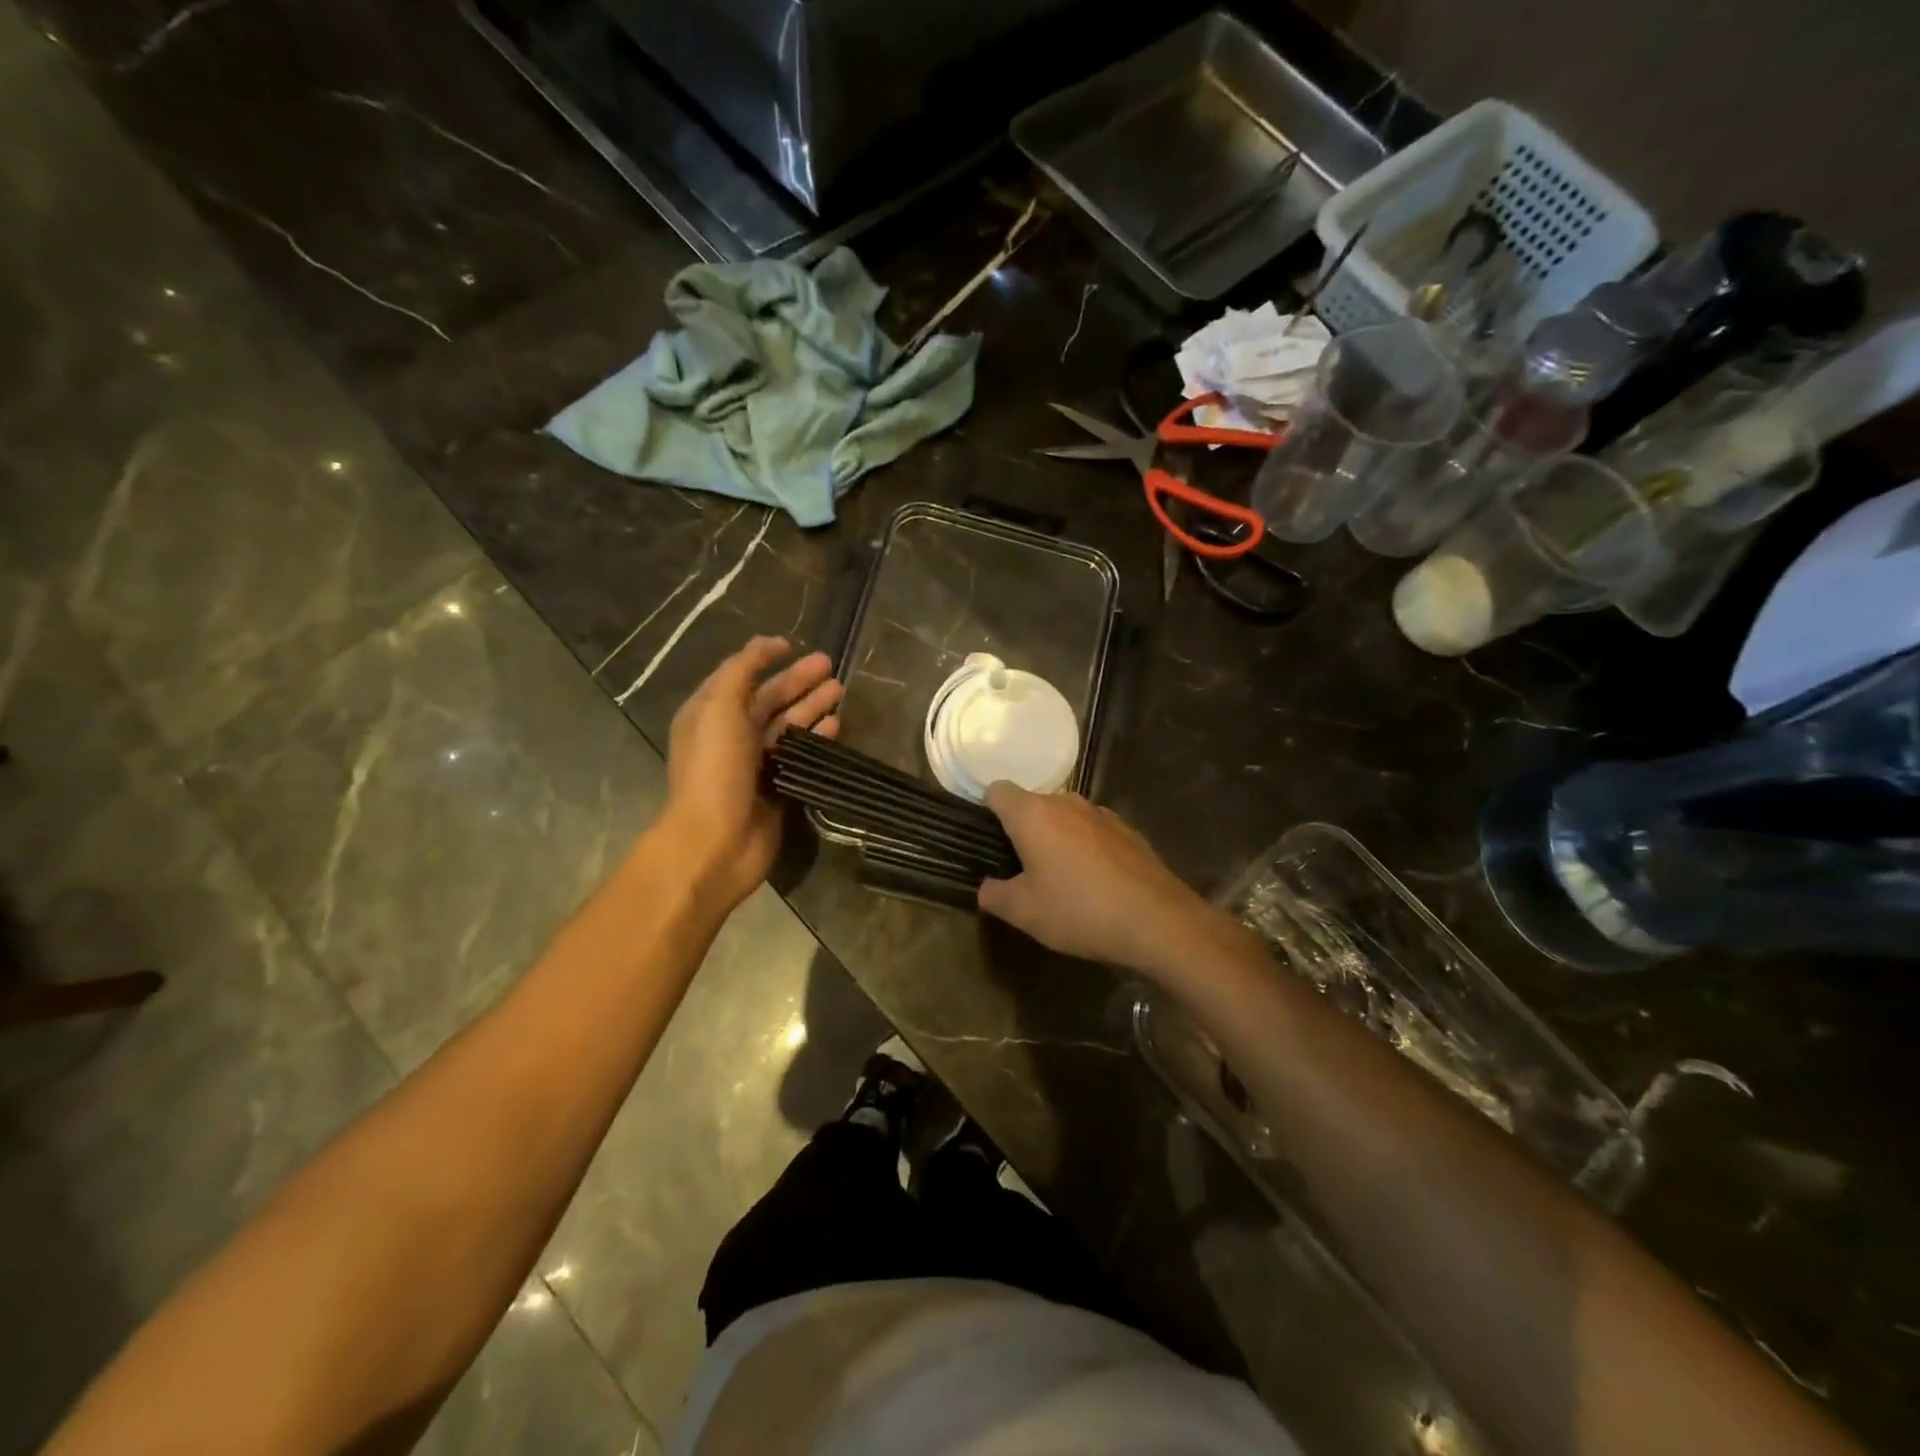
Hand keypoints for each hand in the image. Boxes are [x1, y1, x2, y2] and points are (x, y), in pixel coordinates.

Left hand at [660, 636, 841, 913]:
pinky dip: (816, 739)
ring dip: (812, 707)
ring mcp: (754, 765)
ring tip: (840, 691)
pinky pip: (799, 756)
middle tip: (830, 666)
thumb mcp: (720, 707)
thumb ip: (742, 670)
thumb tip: (766, 644)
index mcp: (709, 714)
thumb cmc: (714, 769)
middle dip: (797, 681)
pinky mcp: (776, 789)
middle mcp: (730, 736)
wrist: (716, 841)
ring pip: (787, 727)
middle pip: (768, 700)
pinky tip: (836, 726)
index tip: (793, 644)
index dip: (763, 658)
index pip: (739, 676)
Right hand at [977, 784, 1215, 973]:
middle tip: (1021, 871)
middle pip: (1032, 805)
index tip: (991, 844)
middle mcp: (1066, 802)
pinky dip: (1085, 847)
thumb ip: (994, 895)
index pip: (997, 791)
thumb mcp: (1024, 913)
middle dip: (1022, 831)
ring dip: (1056, 839)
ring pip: (1064, 817)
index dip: (988, 813)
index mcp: (1033, 814)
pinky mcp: (1127, 829)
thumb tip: (986, 887)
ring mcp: (1101, 813)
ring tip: (1060, 880)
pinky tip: (1095, 882)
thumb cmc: (1079, 910)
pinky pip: (1092, 830)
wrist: (1157, 920)